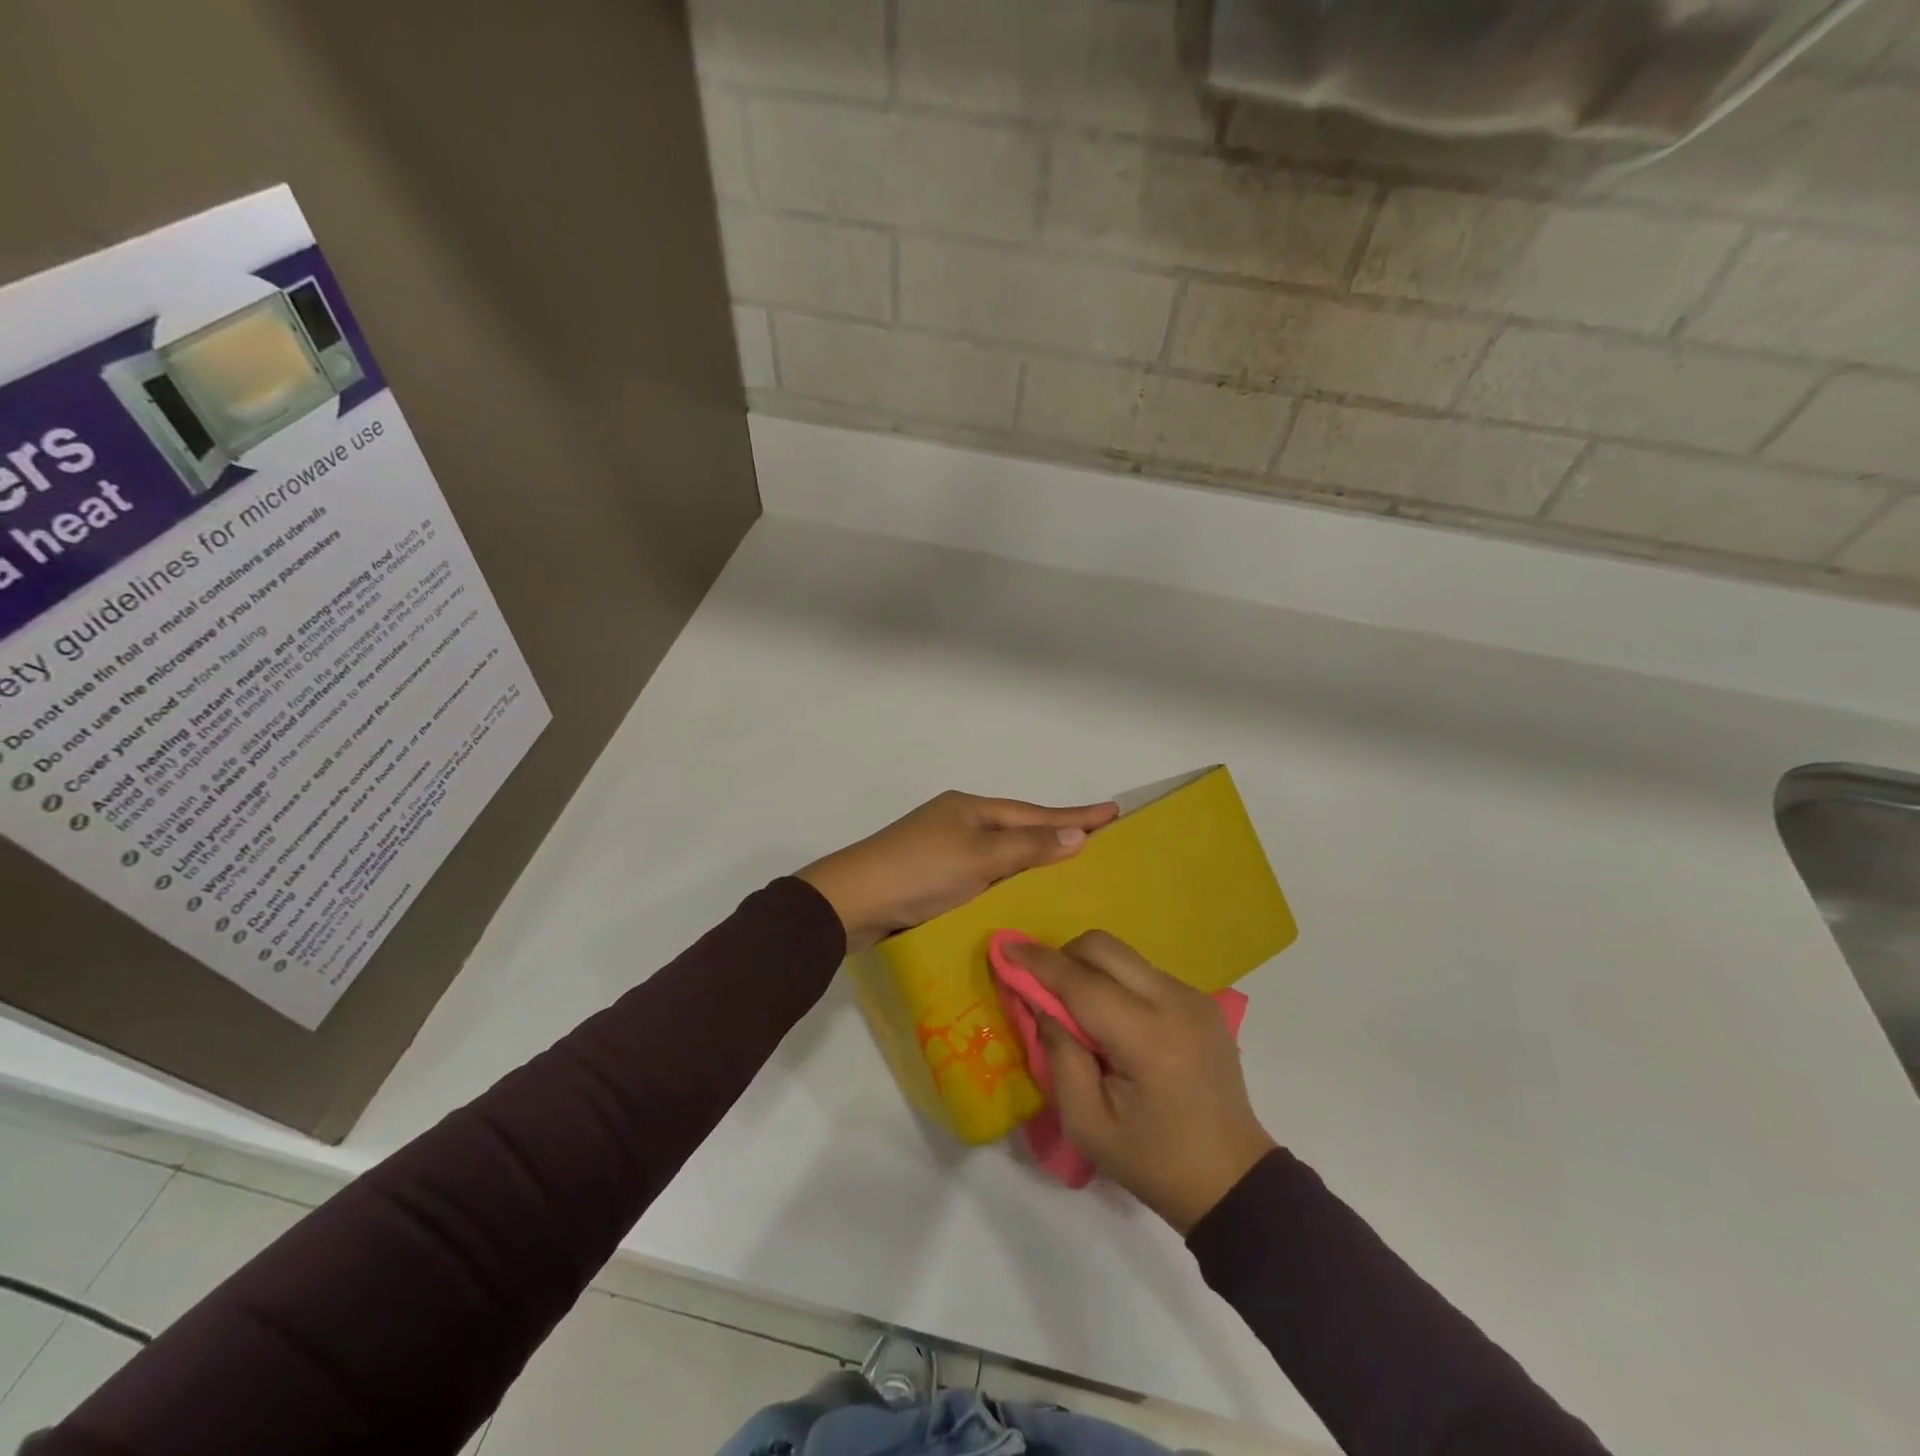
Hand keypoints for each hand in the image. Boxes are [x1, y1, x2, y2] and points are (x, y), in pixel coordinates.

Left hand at [799, 792, 1118, 952]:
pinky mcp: (931, 880)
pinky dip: (1006, 883)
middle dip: (1056, 835)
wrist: (851, 903)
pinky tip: (1021, 897)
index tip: (1114, 811)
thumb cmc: (919, 872)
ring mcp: (943, 850)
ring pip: (1000, 855)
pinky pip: (983, 876)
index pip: (1035, 813)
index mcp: (970, 809)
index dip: (1075, 816)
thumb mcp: (979, 858)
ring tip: (1069, 869)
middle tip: (1098, 841)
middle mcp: (958, 823)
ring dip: (1032, 861)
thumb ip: (1028, 848)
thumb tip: (1078, 836)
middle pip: (1018, 829)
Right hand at [1008, 932, 1275, 1233]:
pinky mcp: (1201, 1000)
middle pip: (1104, 948)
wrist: (1233, 1180)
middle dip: (1063, 956)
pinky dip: (1115, 982)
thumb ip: (1059, 1055)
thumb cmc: (1154, 1162)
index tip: (1004, 946)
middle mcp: (1175, 1003)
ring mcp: (1193, 997)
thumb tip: (1042, 1004)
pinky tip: (1112, 1022)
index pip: (1082, 983)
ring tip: (1078, 1013)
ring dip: (1090, 970)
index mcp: (1148, 1039)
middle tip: (1042, 989)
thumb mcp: (1087, 1124)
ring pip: (1124, 956)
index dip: (1038, 962)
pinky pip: (1143, 972)